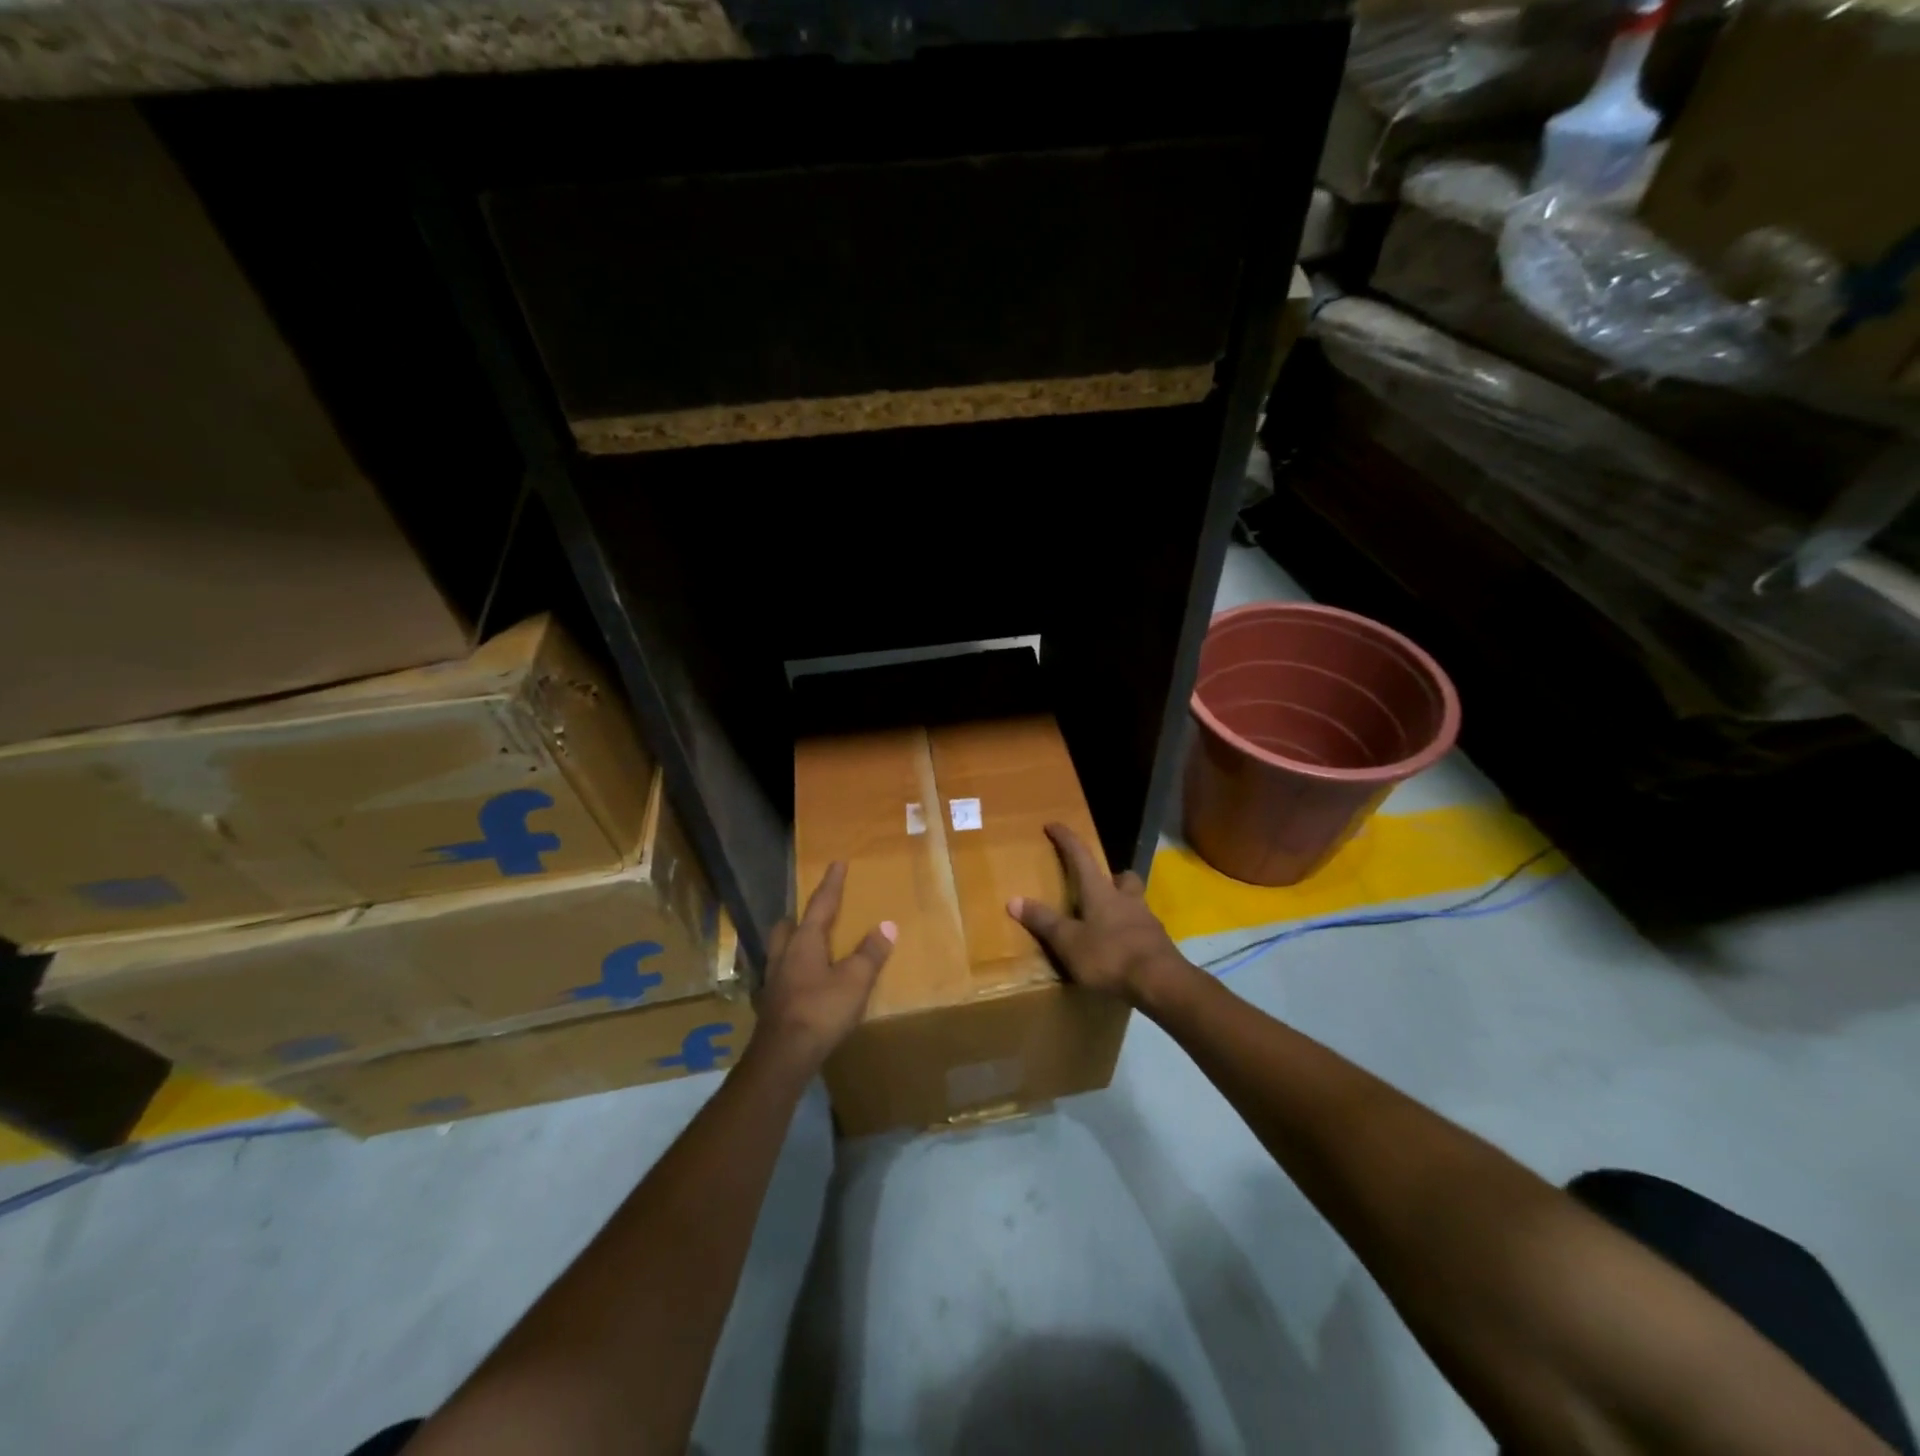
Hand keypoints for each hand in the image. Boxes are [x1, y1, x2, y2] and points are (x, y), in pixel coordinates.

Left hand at [755, 861, 895, 1070]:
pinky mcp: (771, 1005)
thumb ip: (870, 952)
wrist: (783, 1056)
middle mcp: (784, 955)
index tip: (836, 863)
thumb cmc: (821, 1010)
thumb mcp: (855, 980)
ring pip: (780, 950)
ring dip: (793, 943)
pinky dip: (793, 971)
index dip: (831, 884)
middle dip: (800, 916)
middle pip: (788, 926)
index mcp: (804, 942)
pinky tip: (803, 983)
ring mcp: (773, 981)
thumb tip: (887, 925)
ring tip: (809, 946)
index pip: (821, 904)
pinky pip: (782, 975)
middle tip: (815, 914)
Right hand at [1006, 823, 1192, 1008]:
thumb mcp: (1068, 942)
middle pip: (1122, 876)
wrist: (1160, 982)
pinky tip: (1123, 948)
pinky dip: (1131, 932)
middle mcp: (1126, 898)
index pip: (1080, 856)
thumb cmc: (1109, 955)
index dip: (1066, 839)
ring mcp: (1146, 920)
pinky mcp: (1159, 943)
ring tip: (1108, 921)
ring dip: (1123, 904)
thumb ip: (1043, 921)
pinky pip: (1143, 928)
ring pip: (1135, 901)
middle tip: (1098, 885)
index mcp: (1100, 892)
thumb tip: (1013, 900)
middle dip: (1111, 876)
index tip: (1053, 824)